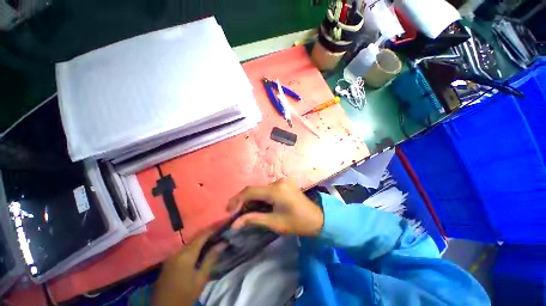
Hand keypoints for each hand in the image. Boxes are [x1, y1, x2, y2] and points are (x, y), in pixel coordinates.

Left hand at [152, 230, 221, 305]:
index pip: (201, 236)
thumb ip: (211, 258)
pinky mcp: (168, 260)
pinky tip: (199, 249)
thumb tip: (223, 243)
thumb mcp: (201, 278)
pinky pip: (183, 248)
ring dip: (200, 239)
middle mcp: (177, 251)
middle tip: (218, 231)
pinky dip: (193, 246)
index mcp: (186, 255)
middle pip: (195, 238)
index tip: (221, 224)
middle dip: (207, 233)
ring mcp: (171, 255)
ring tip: (211, 239)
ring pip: (189, 242)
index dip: (212, 229)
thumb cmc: (185, 294)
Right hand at [227, 178, 323, 236]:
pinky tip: (260, 205)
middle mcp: (278, 181)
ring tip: (247, 211)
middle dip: (244, 200)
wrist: (317, 218)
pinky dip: (261, 196)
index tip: (228, 210)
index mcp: (276, 191)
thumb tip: (234, 224)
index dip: (237, 199)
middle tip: (237, 213)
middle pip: (255, 189)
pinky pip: (267, 188)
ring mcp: (282, 181)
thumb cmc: (297, 223)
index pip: (251, 191)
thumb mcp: (275, 223)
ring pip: (261, 189)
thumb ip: (254, 219)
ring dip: (253, 199)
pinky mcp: (284, 183)